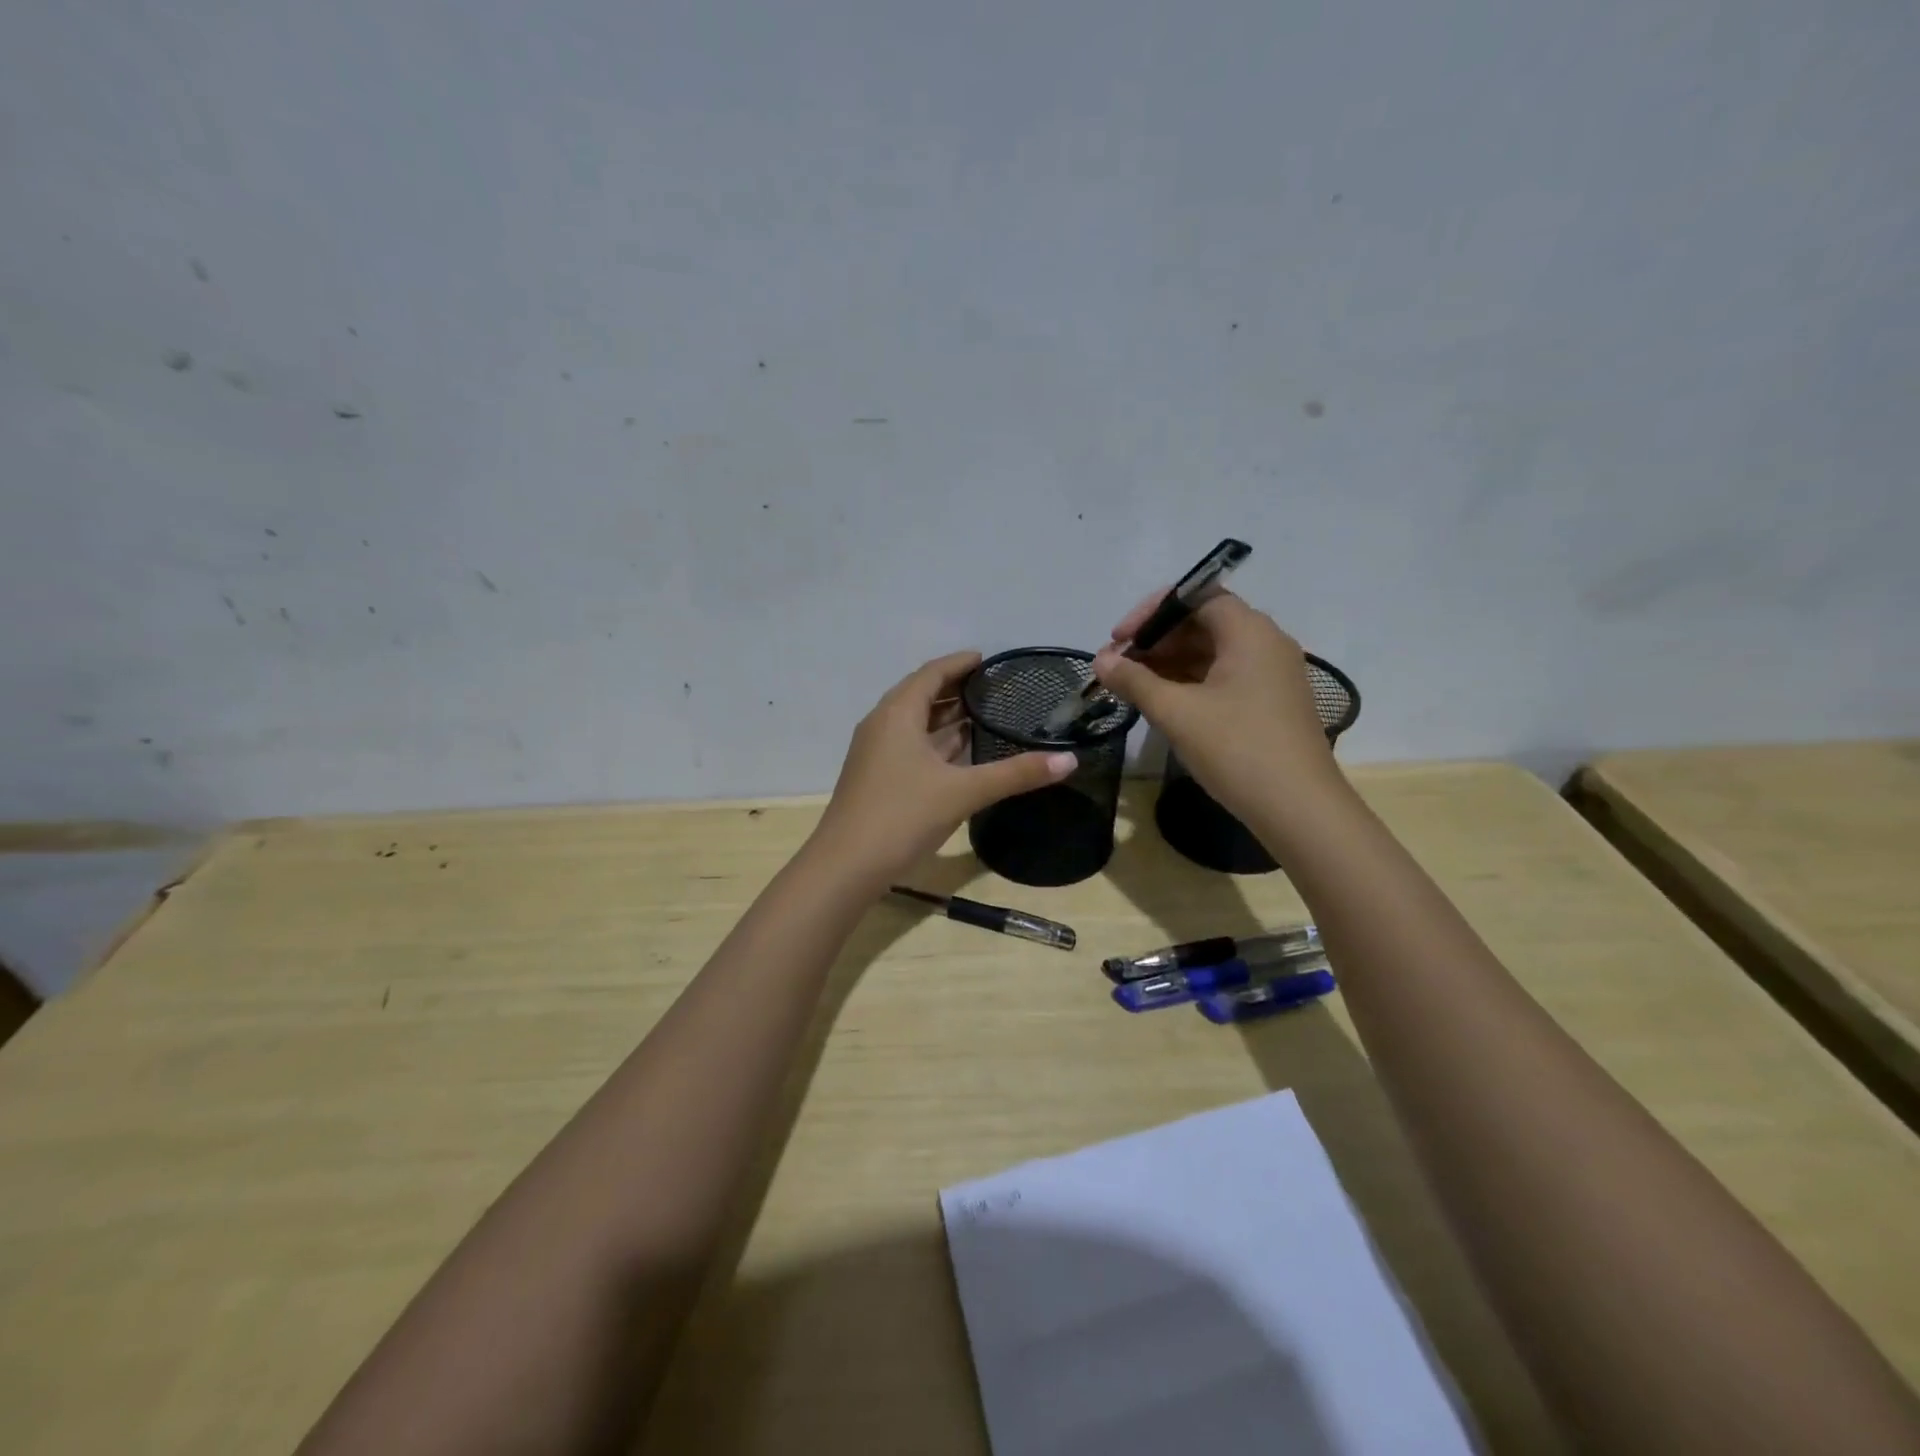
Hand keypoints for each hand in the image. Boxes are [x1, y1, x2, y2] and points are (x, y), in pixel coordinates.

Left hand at [809, 652, 1078, 891]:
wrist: (846, 866)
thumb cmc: (902, 816)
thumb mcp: (963, 792)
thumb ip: (1015, 774)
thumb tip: (1069, 760)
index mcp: (897, 714)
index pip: (931, 673)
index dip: (959, 663)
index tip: (987, 659)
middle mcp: (882, 725)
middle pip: (920, 694)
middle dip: (955, 688)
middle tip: (993, 688)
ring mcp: (875, 753)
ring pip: (914, 723)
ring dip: (945, 717)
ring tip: (983, 715)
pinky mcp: (875, 777)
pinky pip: (909, 745)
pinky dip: (935, 742)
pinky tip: (959, 754)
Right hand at [1092, 592, 1337, 820]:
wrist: (1299, 809)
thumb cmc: (1236, 749)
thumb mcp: (1177, 712)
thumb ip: (1134, 681)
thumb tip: (1100, 660)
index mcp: (1249, 631)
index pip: (1195, 596)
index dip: (1151, 612)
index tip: (1119, 638)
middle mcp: (1266, 643)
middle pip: (1202, 623)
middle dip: (1156, 640)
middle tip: (1117, 666)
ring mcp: (1271, 674)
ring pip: (1211, 652)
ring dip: (1169, 663)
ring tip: (1131, 686)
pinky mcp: (1270, 702)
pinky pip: (1224, 677)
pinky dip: (1190, 682)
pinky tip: (1162, 702)